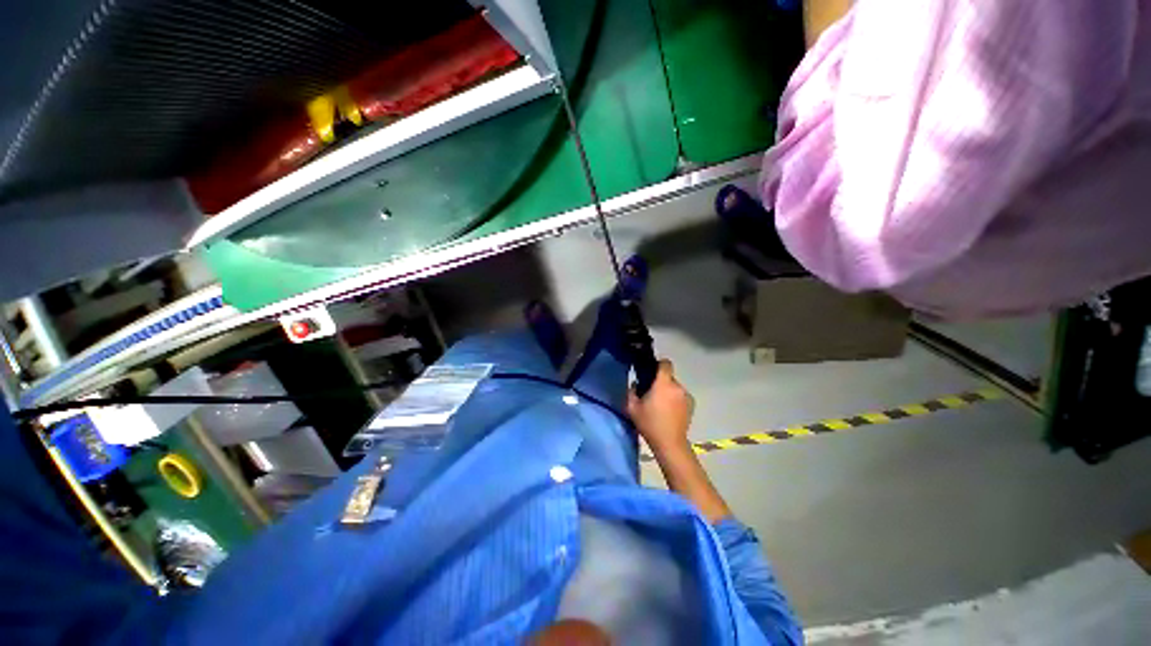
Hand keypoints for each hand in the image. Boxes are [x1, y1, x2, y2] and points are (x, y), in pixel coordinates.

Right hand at [627, 359, 694, 452]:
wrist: (670, 443)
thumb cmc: (649, 424)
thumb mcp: (632, 408)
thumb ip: (631, 391)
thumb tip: (636, 384)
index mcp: (663, 384)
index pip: (665, 363)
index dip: (659, 364)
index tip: (652, 371)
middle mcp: (677, 386)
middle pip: (669, 377)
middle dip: (661, 382)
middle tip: (652, 393)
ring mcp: (686, 396)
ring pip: (675, 387)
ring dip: (669, 391)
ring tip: (661, 405)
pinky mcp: (692, 405)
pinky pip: (681, 396)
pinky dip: (676, 399)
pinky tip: (670, 411)